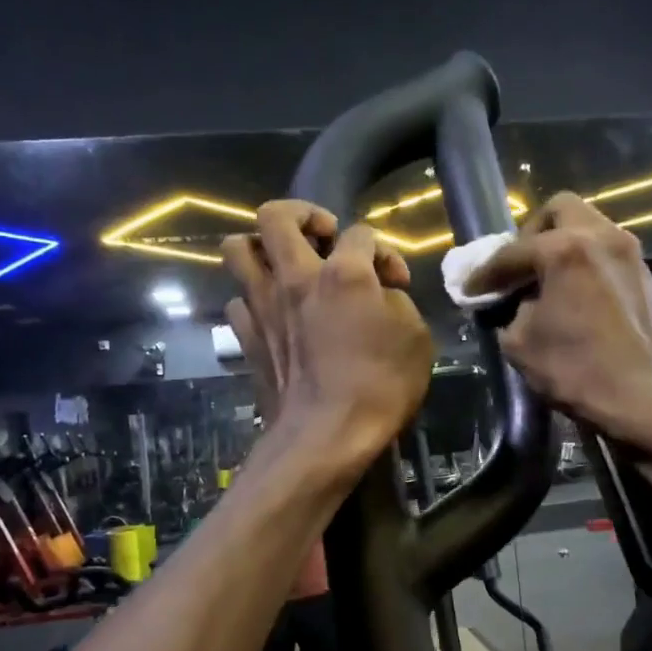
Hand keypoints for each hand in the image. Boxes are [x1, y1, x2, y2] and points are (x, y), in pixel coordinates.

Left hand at [224, 201, 434, 474]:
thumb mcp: (415, 338)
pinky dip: (254, 299)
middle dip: (301, 214)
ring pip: (236, 248)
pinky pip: (238, 299)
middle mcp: (294, 278)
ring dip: (261, 248)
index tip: (396, 282)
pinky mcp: (244, 337)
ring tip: (285, 266)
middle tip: (322, 236)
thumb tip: (381, 292)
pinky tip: (274, 314)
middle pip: (275, 215)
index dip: (384, 251)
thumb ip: (397, 301)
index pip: (361, 233)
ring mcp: (262, 306)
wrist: (325, 436)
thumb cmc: (379, 387)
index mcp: (342, 273)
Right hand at [465, 193, 651, 459]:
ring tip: (541, 281)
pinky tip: (568, 293)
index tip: (469, 289)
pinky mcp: (642, 274)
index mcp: (565, 249)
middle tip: (517, 268)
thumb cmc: (575, 370)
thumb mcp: (520, 343)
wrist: (642, 398)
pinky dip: (582, 261)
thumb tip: (511, 302)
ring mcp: (627, 252)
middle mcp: (600, 236)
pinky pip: (603, 250)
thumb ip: (508, 311)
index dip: (485, 273)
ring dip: (560, 245)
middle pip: (559, 211)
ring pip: (586, 226)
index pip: (512, 252)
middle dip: (531, 235)